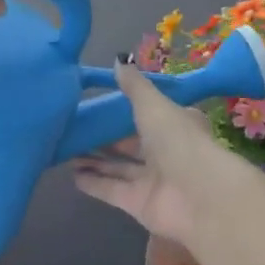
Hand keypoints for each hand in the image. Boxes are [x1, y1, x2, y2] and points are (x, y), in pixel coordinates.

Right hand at [71, 62, 230, 246]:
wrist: (197, 195)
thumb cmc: (177, 140)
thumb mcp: (153, 104)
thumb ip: (133, 86)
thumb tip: (118, 60)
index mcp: (176, 124)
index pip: (150, 114)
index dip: (126, 110)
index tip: (99, 103)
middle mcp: (166, 151)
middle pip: (131, 143)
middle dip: (105, 138)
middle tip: (75, 129)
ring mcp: (153, 179)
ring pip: (119, 167)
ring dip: (95, 160)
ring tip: (66, 150)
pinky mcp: (140, 204)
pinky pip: (112, 190)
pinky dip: (94, 183)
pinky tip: (72, 175)